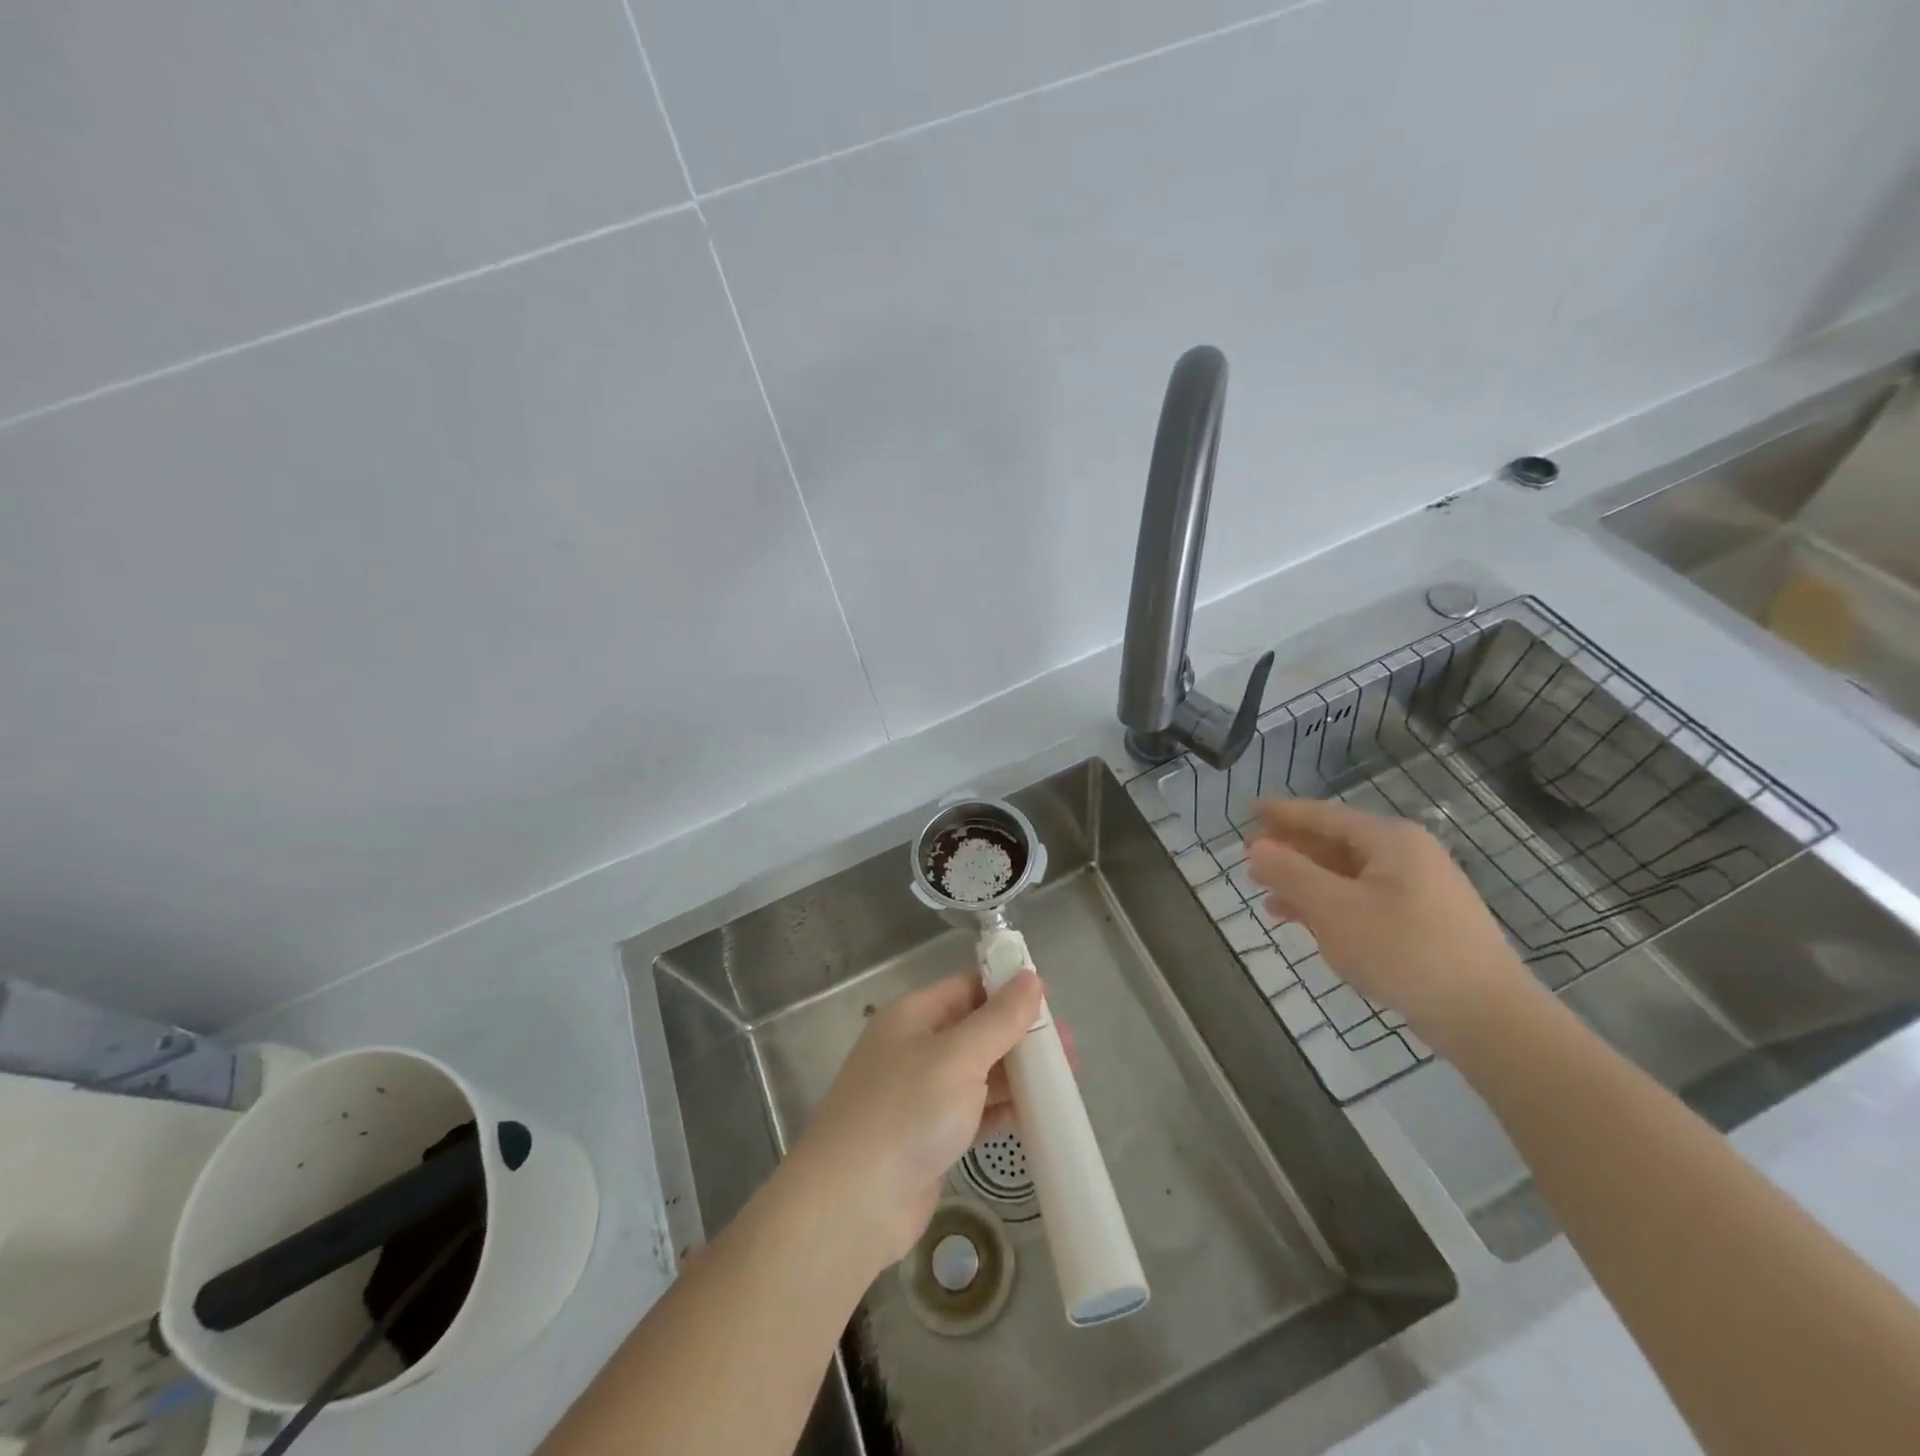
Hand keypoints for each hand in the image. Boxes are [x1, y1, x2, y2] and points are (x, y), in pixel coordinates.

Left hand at [789, 971, 1043, 1269]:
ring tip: (1066, 1082)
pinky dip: (1004, 1110)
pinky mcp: (931, 1136)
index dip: (1009, 990)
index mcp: (914, 1015)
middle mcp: (916, 1048)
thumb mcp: (958, 1057)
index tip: (1053, 1004)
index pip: (968, 988)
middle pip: (977, 1030)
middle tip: (1070, 1051)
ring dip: (1018, 1075)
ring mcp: (922, 1095)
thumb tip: (1031, 977)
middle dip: (1021, 1037)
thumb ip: (999, 1019)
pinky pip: (975, 1112)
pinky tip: (1039, 1115)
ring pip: (979, 1073)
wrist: (853, 1204)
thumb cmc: (906, 1112)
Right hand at [1244, 798, 1533, 1053]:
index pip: (1324, 815)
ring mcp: (1418, 889)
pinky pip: (1362, 899)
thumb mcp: (1335, 909)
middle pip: (1335, 843)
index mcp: (1390, 840)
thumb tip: (1256, 847)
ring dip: (1305, 882)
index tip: (1249, 810)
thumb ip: (1290, 874)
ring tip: (1265, 895)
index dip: (1283, 813)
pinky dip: (1329, 905)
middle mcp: (1407, 855)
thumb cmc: (1404, 951)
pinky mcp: (1422, 922)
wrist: (1486, 1016)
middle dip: (1291, 851)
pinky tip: (1303, 922)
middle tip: (1249, 859)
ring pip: (1346, 875)